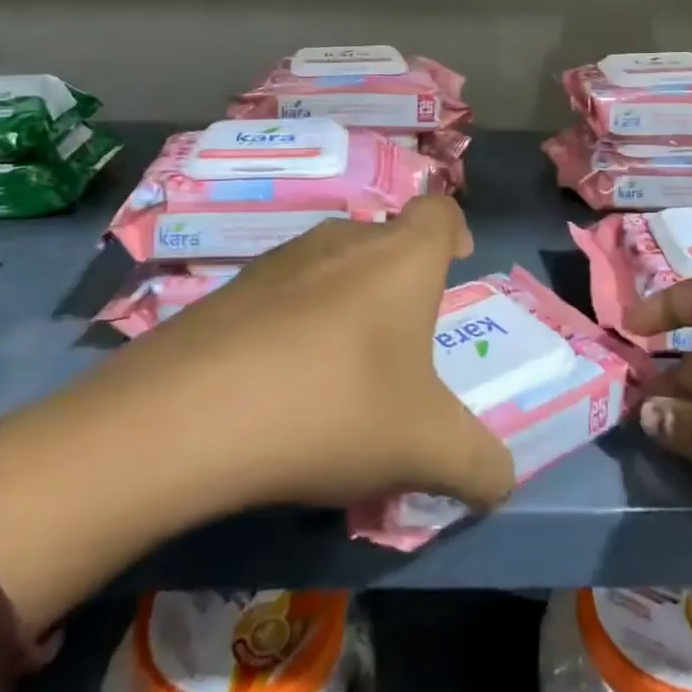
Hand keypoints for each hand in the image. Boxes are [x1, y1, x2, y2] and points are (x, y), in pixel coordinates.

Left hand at [0, 198, 513, 633]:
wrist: (189, 415)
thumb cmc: (334, 408)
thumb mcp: (426, 448)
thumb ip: (479, 462)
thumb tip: (502, 480)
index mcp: (400, 257)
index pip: (439, 210)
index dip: (454, 230)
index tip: (456, 264)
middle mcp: (342, 241)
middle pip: (385, 242)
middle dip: (401, 284)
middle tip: (403, 346)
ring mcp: (279, 259)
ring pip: (332, 268)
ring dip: (347, 306)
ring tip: (342, 374)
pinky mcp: (230, 289)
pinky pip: (283, 296)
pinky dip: (296, 326)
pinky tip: (281, 386)